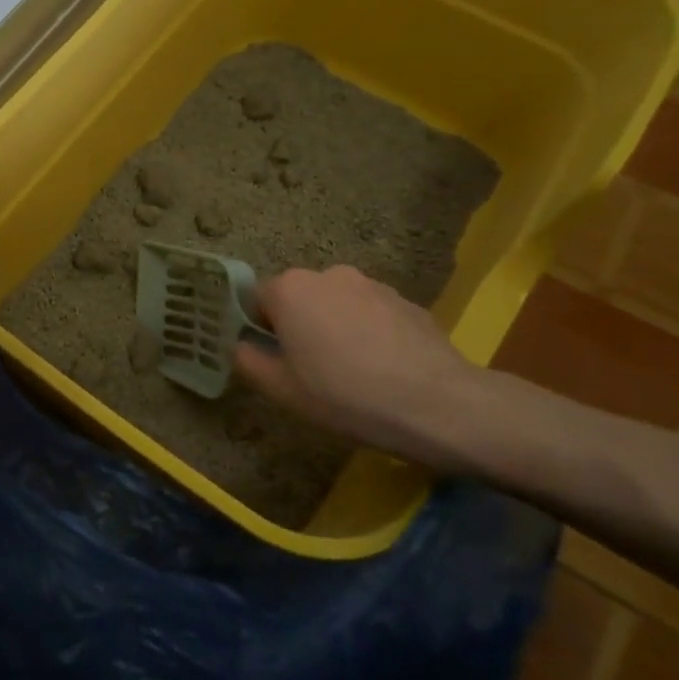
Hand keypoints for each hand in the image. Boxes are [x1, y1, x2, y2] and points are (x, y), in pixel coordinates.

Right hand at [235, 266, 482, 471]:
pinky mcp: (405, 300)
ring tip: (350, 372)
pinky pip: (370, 313)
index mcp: (290, 290)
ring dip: (333, 328)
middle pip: (298, 298)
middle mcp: (328, 275)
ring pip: (335, 304)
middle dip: (298, 326)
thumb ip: (249, 361)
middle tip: (308, 369)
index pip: (257, 299)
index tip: (272, 360)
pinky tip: (381, 368)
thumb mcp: (282, 390)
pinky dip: (367, 333)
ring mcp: (371, 284)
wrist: (437, 404)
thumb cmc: (344, 395)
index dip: (259, 330)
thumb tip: (242, 346)